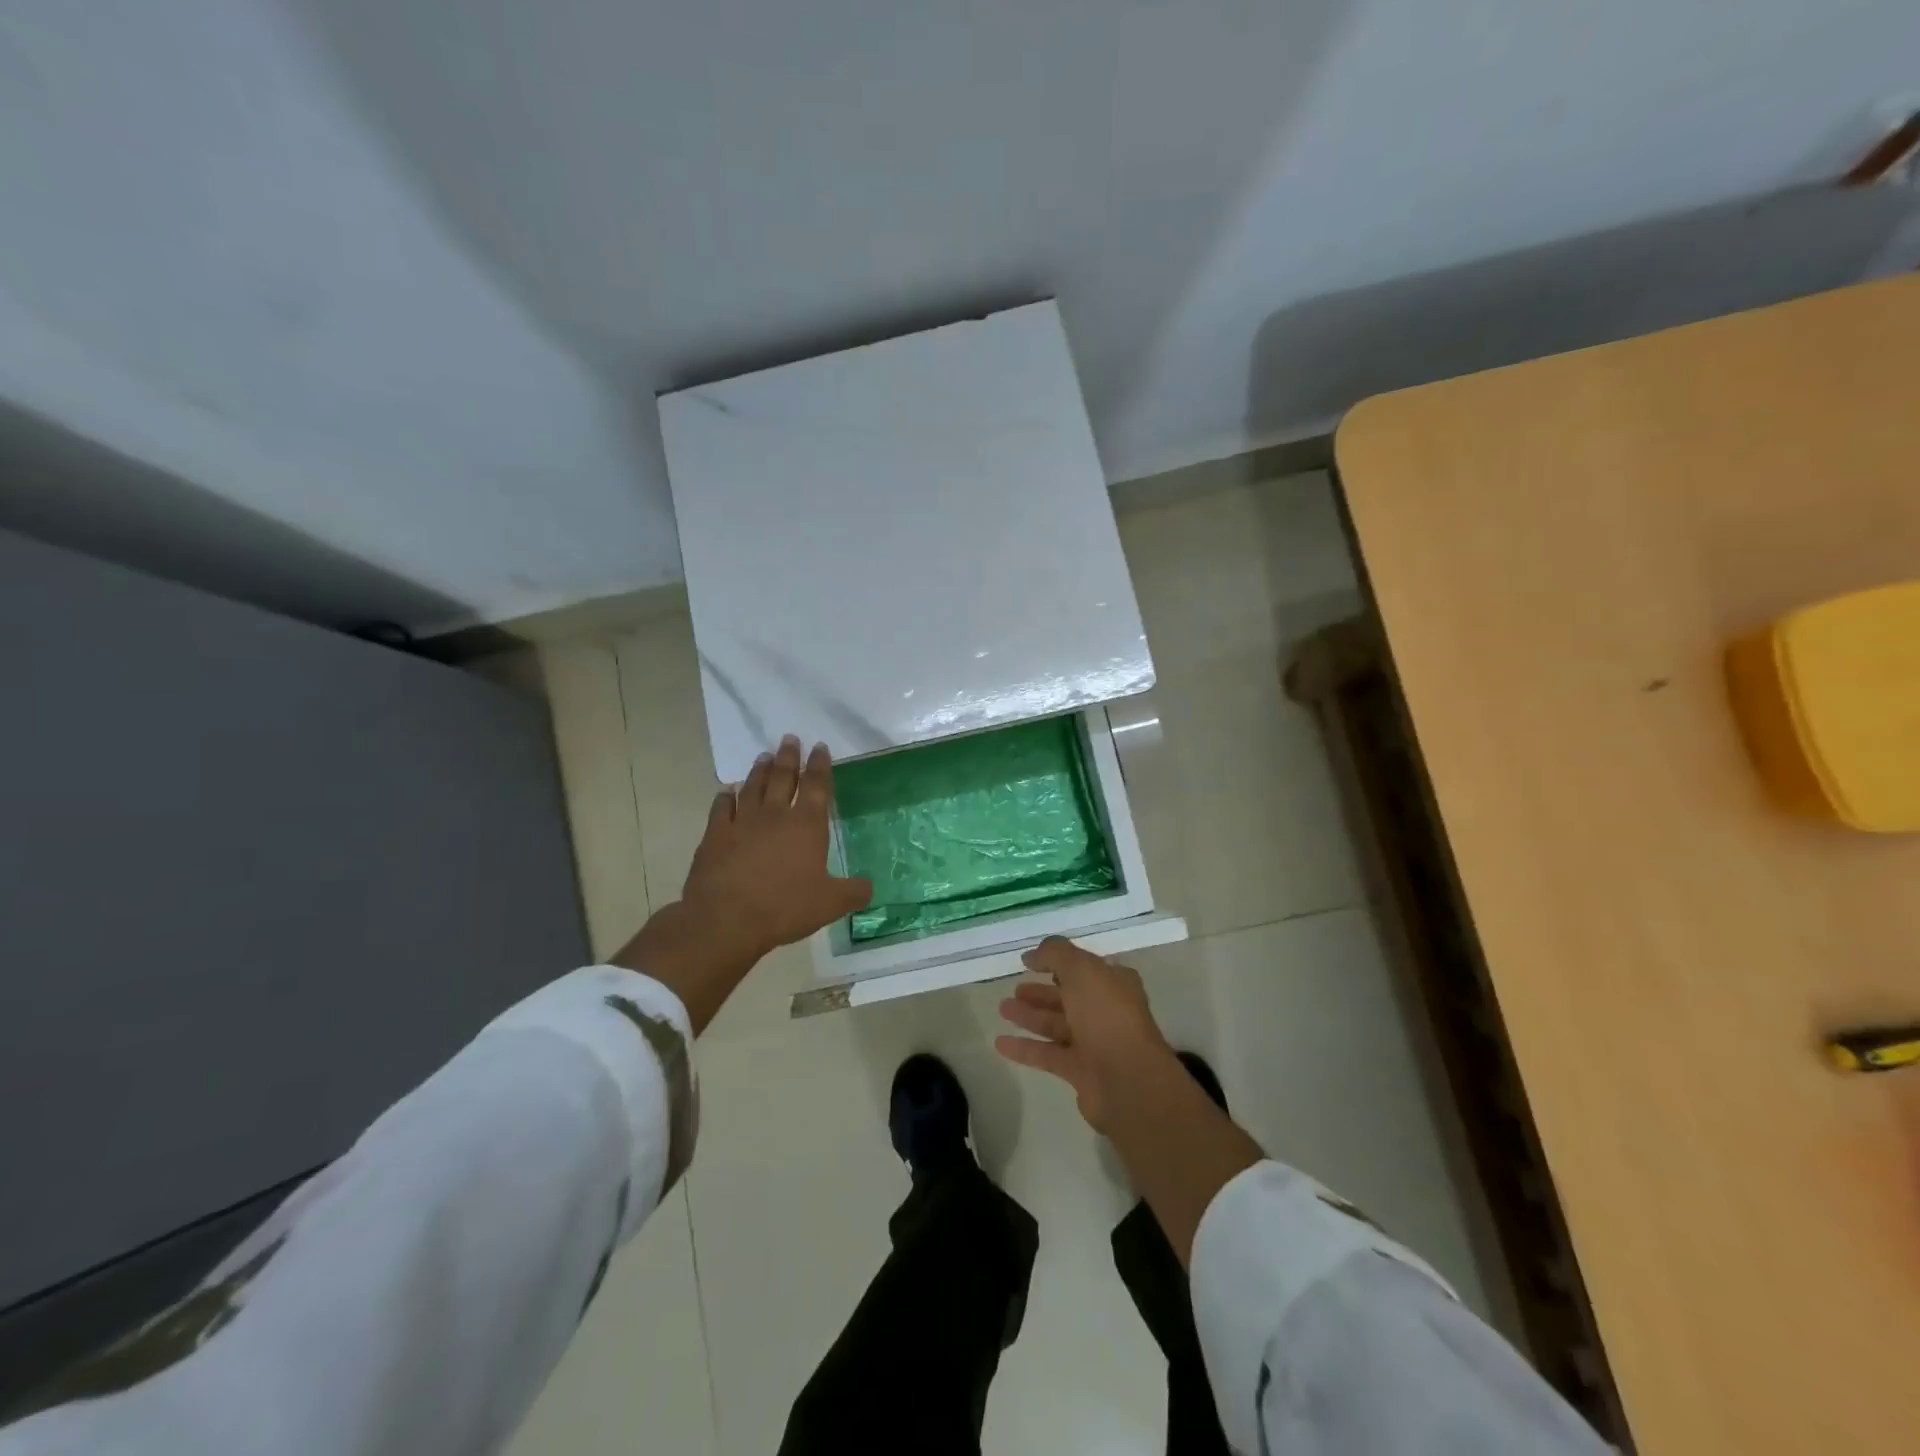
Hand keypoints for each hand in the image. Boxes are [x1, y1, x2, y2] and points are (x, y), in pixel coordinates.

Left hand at [615, 736, 871, 1031]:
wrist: (726, 918)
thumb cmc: (785, 907)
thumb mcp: (830, 903)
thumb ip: (853, 892)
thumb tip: (869, 887)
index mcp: (806, 825)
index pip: (817, 786)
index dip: (820, 765)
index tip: (820, 747)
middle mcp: (775, 815)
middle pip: (784, 777)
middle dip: (789, 757)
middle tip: (789, 738)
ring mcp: (742, 822)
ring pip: (753, 787)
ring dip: (760, 770)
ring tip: (764, 756)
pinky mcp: (715, 836)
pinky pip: (721, 808)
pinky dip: (725, 797)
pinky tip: (727, 791)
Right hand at [994, 935, 1178, 1133]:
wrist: (1127, 1080)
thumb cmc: (1107, 1015)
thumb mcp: (1081, 969)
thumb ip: (1055, 954)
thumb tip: (1031, 955)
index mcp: (1114, 983)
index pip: (1084, 967)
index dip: (1059, 962)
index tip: (1030, 963)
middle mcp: (1106, 1010)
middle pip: (1068, 997)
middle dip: (1040, 993)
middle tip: (1014, 989)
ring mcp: (1094, 1042)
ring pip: (1056, 1025)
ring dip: (1030, 1016)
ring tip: (1002, 1009)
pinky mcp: (1080, 1071)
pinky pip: (1047, 1054)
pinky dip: (1024, 1048)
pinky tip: (1000, 1043)